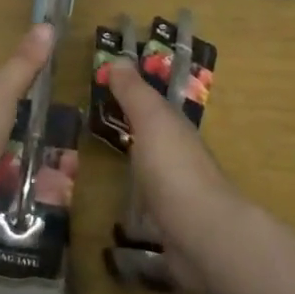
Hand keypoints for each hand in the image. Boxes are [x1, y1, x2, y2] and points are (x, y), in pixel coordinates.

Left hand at [0, 23, 53, 229]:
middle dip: (11, 121)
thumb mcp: (1, 91)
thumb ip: (24, 63)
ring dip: (12, 150)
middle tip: (43, 122)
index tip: (30, 89)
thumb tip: (47, 25)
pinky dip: (8, 176)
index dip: (3, 84)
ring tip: (44, 150)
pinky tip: (30, 178)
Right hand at [106, 60, 239, 288]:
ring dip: (133, 176)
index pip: (154, 110)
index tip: (105, 93)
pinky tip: (114, 221)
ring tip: (95, 177)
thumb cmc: (173, 169)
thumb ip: (135, 93)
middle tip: (92, 135)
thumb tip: (118, 57)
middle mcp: (180, 161)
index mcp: (177, 132)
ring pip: (151, 179)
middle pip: (153, 144)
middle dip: (132, 138)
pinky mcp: (170, 232)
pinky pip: (148, 216)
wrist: (202, 236)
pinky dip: (135, 214)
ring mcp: (177, 199)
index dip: (133, 99)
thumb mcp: (152, 121)